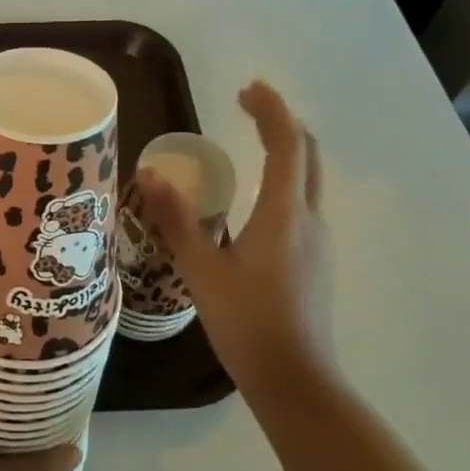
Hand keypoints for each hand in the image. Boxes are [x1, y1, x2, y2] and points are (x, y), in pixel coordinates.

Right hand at [136, 81, 336, 416]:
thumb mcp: (201, 270)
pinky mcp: (317, 262)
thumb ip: (176, 219)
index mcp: (284, 214)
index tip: (246, 89)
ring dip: (285, 151)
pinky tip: (254, 201)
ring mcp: (319, 242)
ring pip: (309, 180)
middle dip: (281, 123)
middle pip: (307, 155)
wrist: (295, 381)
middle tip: (246, 107)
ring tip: (249, 143)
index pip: (288, 143)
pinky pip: (303, 205)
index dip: (270, 110)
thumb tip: (150, 174)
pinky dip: (284, 181)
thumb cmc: (246, 323)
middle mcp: (310, 220)